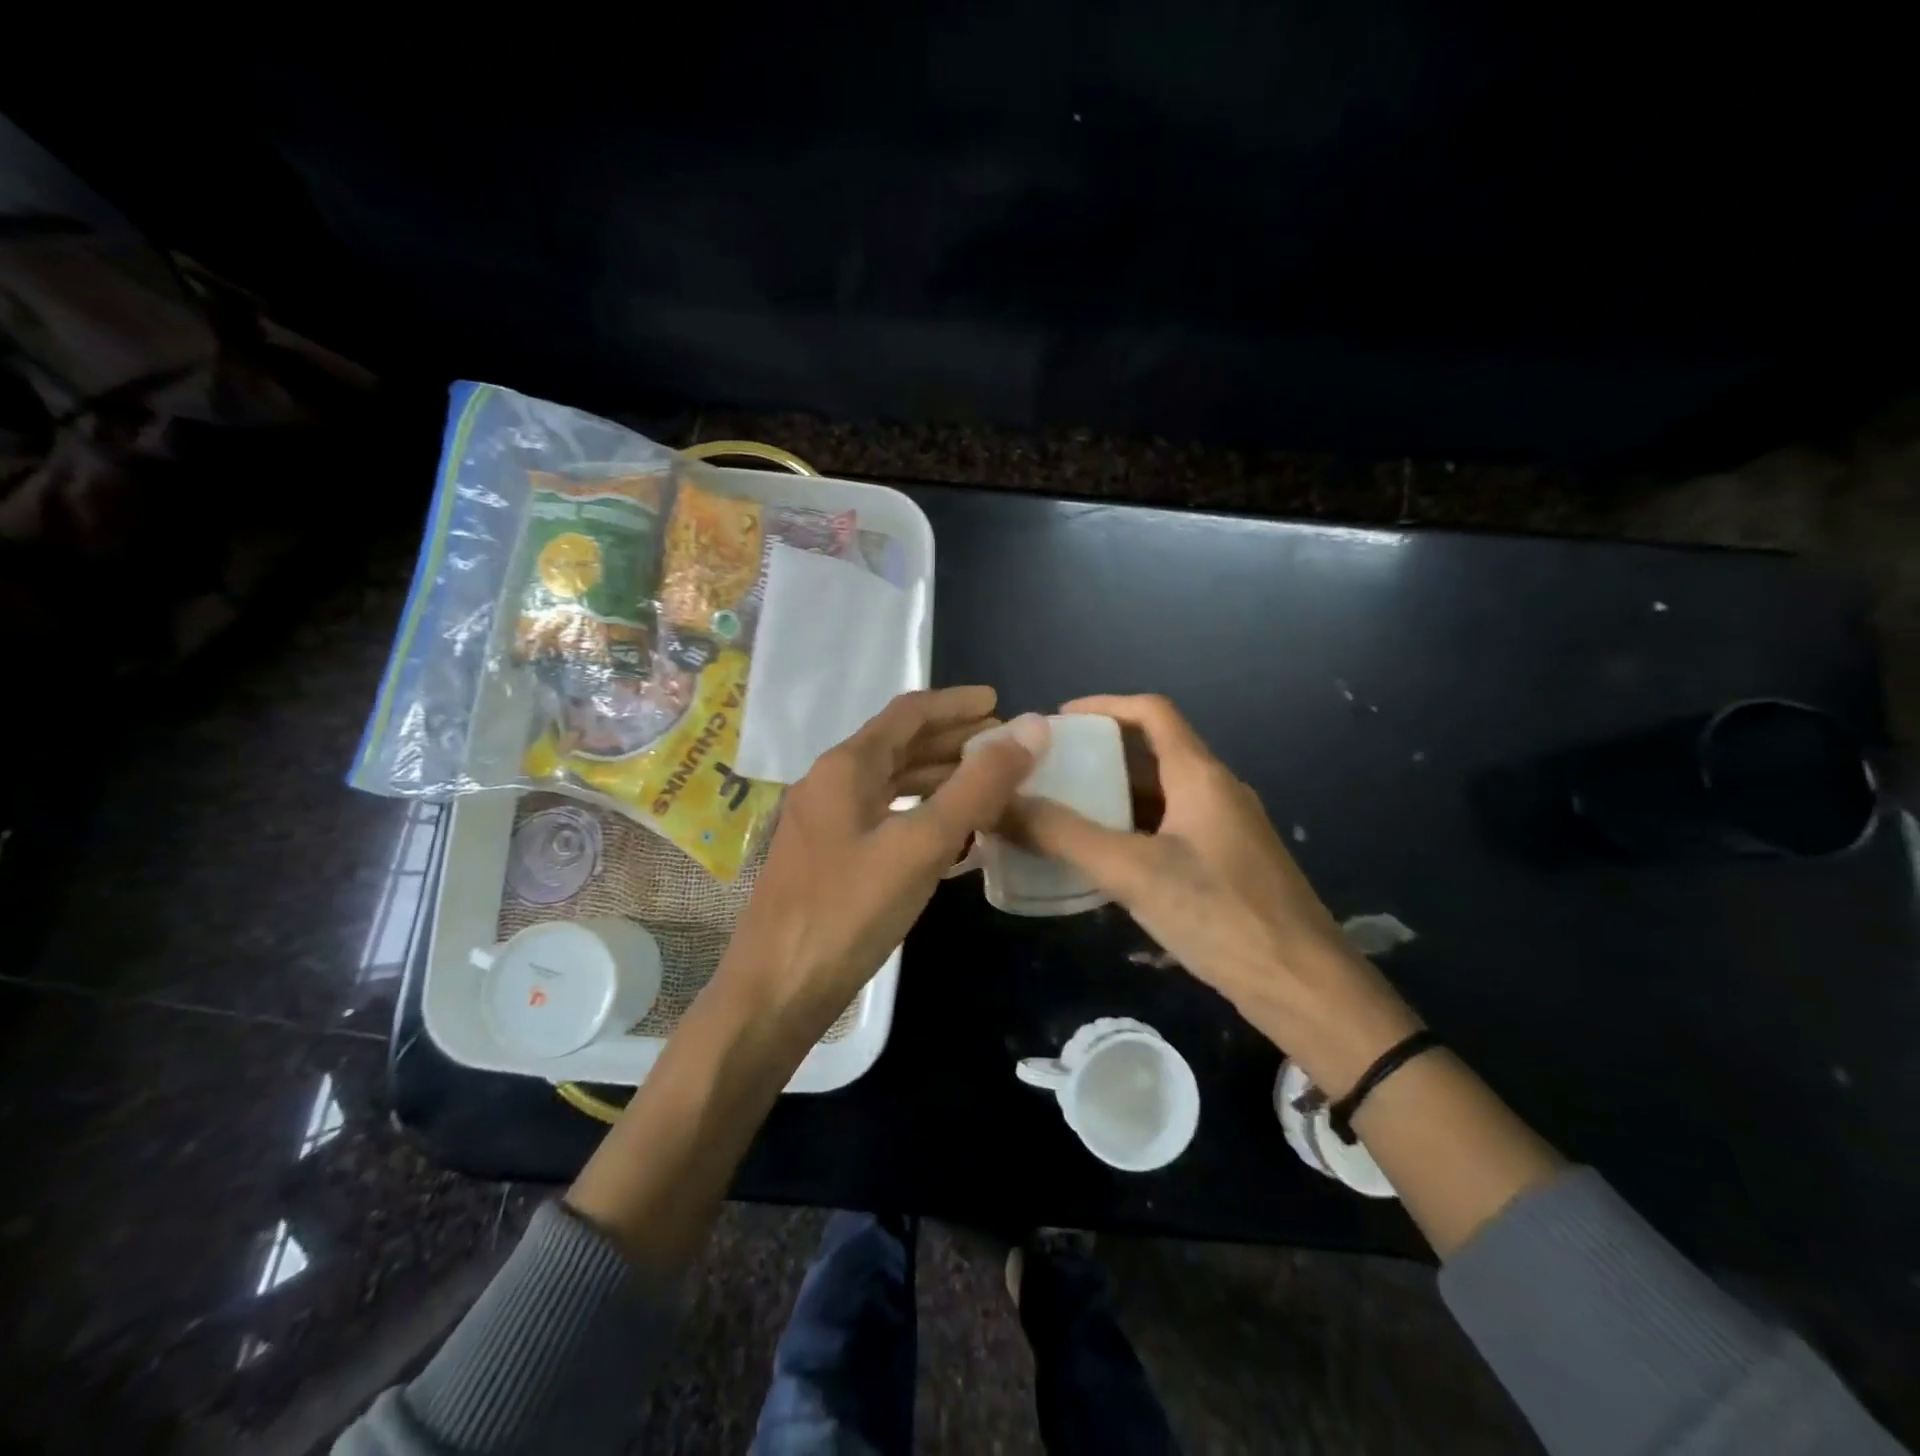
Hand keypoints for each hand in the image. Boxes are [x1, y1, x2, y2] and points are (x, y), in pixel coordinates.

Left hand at [717, 686, 1049, 1040]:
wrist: (774, 992)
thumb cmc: (848, 912)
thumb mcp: (921, 845)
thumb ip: (978, 786)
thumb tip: (1031, 727)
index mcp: (846, 767)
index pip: (908, 713)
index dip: (957, 704)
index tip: (1000, 703)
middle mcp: (830, 784)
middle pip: (900, 745)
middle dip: (953, 741)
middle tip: (1005, 748)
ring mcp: (825, 823)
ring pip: (892, 784)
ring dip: (940, 779)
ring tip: (990, 787)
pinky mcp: (829, 858)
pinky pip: (884, 819)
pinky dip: (921, 815)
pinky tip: (954, 837)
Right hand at [1005, 694, 1419, 1092]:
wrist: (1304, 987)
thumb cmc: (1221, 916)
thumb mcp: (1133, 872)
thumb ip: (1064, 836)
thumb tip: (1000, 804)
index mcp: (1201, 776)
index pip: (1151, 712)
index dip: (1103, 706)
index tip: (1055, 721)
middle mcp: (1216, 792)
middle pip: (1152, 753)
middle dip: (1098, 755)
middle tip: (1047, 772)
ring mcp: (1225, 831)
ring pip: (1160, 796)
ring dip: (1112, 797)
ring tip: (1061, 812)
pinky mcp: (1226, 867)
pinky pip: (1168, 830)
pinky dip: (1131, 831)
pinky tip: (1100, 860)